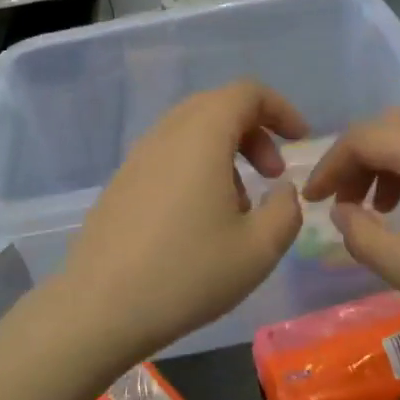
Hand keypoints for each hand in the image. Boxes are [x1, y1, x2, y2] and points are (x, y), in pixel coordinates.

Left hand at [56, 81, 307, 363]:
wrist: (100, 307)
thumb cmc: (187, 273)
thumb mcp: (259, 249)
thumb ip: (287, 210)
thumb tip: (282, 189)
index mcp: (202, 136)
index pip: (246, 92)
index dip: (280, 109)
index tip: (300, 142)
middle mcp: (166, 134)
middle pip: (217, 106)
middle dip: (254, 132)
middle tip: (273, 174)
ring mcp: (137, 156)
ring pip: (191, 131)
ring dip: (225, 152)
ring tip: (240, 206)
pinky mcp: (121, 182)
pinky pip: (168, 155)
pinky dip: (196, 167)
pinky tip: (200, 219)